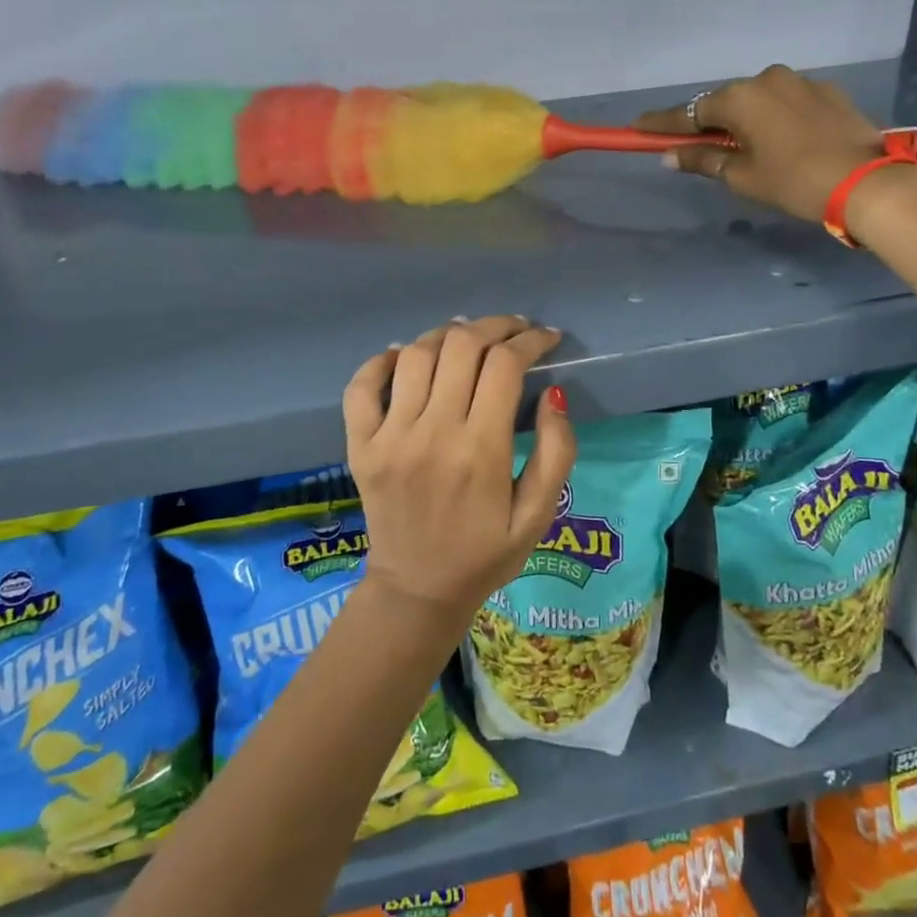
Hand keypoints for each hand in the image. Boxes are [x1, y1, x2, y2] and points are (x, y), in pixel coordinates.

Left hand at [343, 316, 576, 633]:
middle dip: (495, 326)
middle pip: (461, 346)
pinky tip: (406, 357)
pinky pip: (362, 386)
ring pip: (416, 354)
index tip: (546, 337)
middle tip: (513, 330)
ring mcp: (389, 436)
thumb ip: (556, 453)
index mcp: (481, 450)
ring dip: (447, 335)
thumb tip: (553, 394)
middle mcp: (432, 433)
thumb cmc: (484, 554)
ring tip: (468, 339)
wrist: (417, 590)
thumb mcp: (538, 515)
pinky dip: (383, 361)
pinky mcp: (360, 444)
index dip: (530, 339)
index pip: (505, 365)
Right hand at [637, 65, 887, 225]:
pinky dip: (773, 119)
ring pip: (757, 100)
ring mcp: (800, 81)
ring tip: (742, 147)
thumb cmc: (793, 181)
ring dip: (743, 120)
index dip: (662, 124)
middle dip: (707, 123)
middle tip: (693, 145)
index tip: (637, 127)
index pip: (689, 113)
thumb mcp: (742, 176)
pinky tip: (779, 141)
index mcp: (740, 97)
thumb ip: (703, 160)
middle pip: (724, 102)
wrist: (867, 181)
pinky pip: (786, 103)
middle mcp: (767, 78)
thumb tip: (670, 156)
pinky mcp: (827, 91)